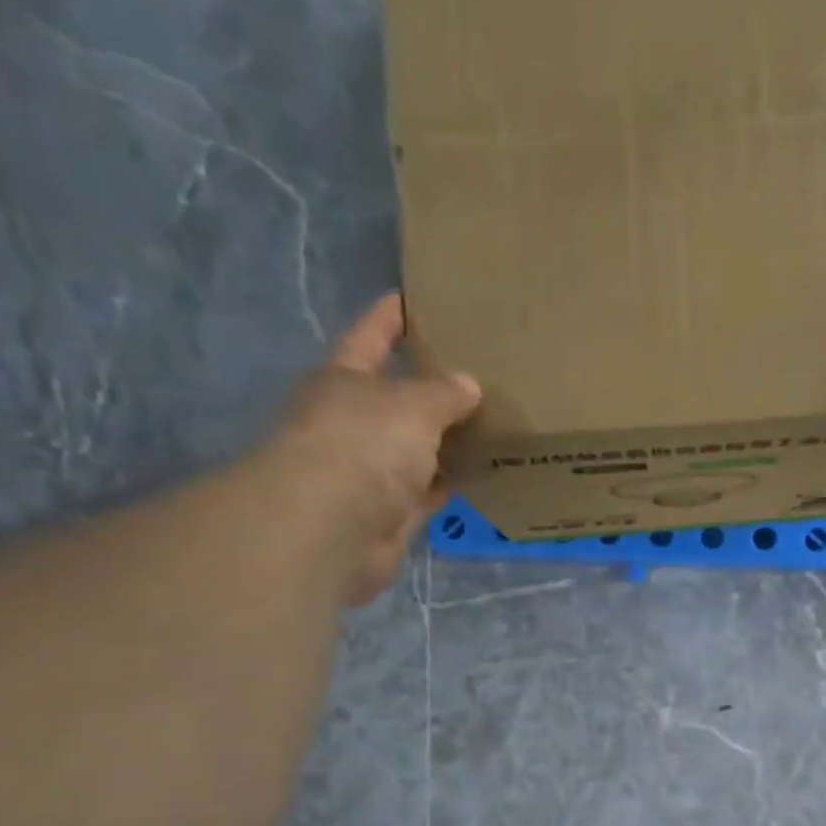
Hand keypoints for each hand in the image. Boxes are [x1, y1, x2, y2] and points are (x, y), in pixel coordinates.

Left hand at [249, 294, 481, 604]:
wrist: (334, 527)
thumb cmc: (365, 444)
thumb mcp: (413, 405)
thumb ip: (444, 392)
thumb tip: (468, 386)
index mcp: (345, 379)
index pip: (371, 335)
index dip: (392, 316)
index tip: (417, 298)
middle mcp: (353, 421)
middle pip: (396, 396)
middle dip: (430, 386)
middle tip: (478, 372)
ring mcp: (370, 470)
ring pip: (416, 447)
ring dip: (446, 440)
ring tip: (492, 423)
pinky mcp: (390, 513)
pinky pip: (428, 490)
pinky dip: (450, 483)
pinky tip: (482, 472)